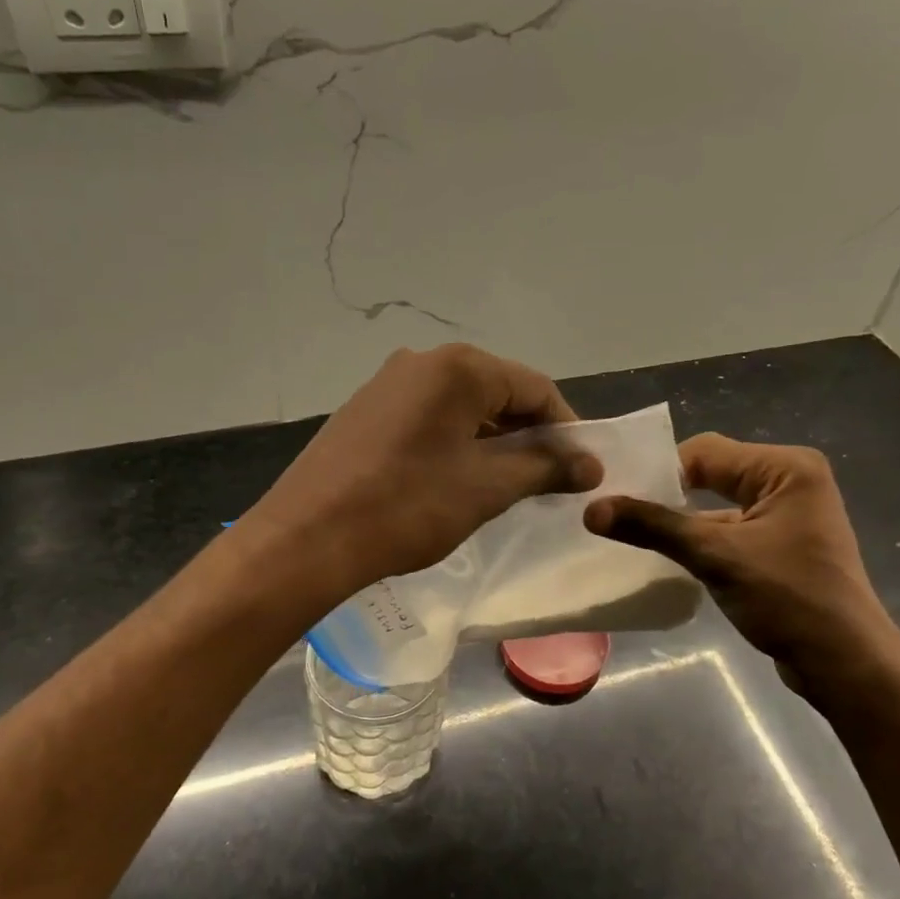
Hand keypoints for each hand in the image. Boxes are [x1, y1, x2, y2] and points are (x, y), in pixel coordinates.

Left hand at [249, 344, 602, 596]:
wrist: (308, 536)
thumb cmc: (408, 506)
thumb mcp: (486, 488)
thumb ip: (544, 468)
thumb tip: (591, 465)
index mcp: (459, 368)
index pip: (535, 388)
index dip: (566, 428)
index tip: (581, 469)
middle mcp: (422, 362)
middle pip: (497, 391)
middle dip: (528, 434)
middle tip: (547, 479)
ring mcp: (387, 383)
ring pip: (461, 405)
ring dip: (492, 440)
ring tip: (506, 483)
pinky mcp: (365, 410)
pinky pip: (428, 416)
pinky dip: (455, 441)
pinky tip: (456, 478)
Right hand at [584, 434, 899, 705]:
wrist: (844, 663)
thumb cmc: (788, 598)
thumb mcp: (715, 556)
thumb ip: (653, 527)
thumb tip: (590, 510)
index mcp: (785, 467)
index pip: (705, 452)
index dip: (660, 473)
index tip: (618, 497)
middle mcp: (790, 480)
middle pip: (712, 474)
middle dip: (668, 495)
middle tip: (620, 513)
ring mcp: (789, 514)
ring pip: (718, 504)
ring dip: (682, 521)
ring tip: (634, 535)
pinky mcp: (782, 544)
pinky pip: (730, 529)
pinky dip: (701, 540)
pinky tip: (669, 557)